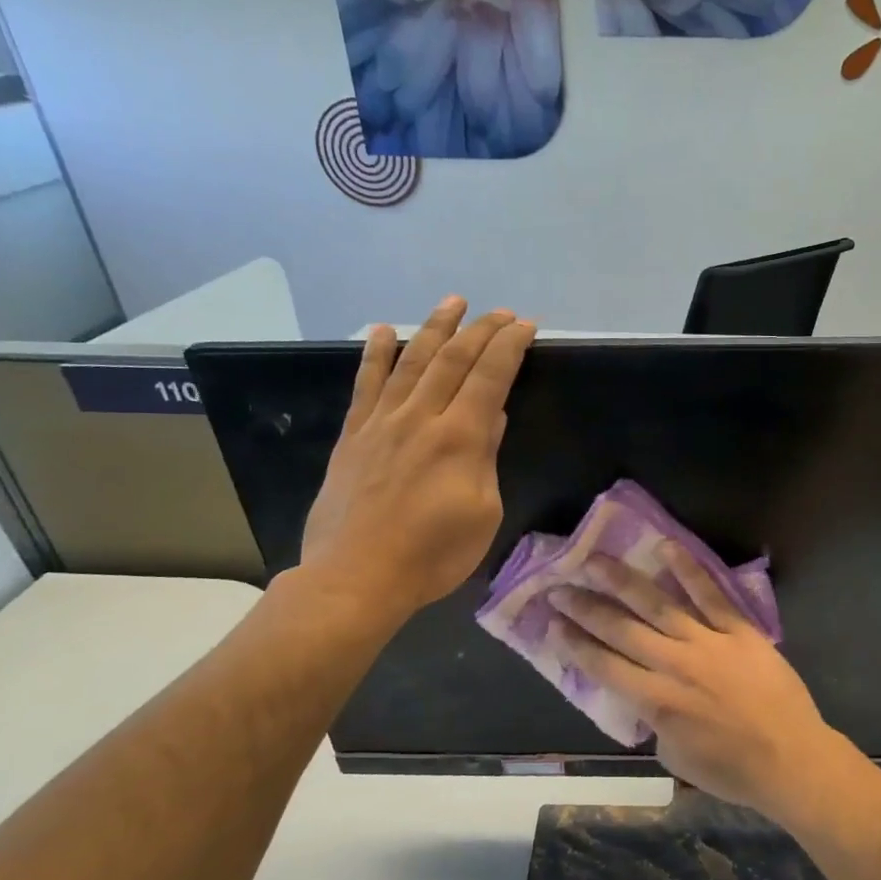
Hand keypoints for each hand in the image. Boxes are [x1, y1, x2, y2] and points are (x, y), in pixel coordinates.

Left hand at [297, 298, 535, 636]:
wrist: (357, 577)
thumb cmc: (432, 554)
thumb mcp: (483, 512)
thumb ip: (486, 458)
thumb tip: (492, 418)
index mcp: (460, 438)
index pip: (489, 376)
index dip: (509, 346)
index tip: (526, 326)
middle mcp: (420, 417)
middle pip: (453, 359)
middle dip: (480, 330)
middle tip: (500, 312)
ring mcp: (382, 423)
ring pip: (411, 361)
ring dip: (434, 327)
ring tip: (452, 302)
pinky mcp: (354, 436)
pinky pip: (365, 384)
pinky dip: (374, 354)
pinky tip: (381, 330)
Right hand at [547, 547, 858, 822]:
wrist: (792, 759)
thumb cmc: (734, 770)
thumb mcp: (676, 758)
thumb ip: (655, 723)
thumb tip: (646, 698)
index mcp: (657, 702)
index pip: (604, 667)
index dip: (574, 644)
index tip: (550, 624)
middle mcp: (675, 665)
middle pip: (621, 630)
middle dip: (586, 608)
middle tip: (558, 587)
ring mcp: (708, 643)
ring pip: (658, 605)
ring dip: (623, 581)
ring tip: (594, 560)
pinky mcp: (739, 630)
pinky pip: (711, 595)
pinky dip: (688, 570)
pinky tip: (665, 547)